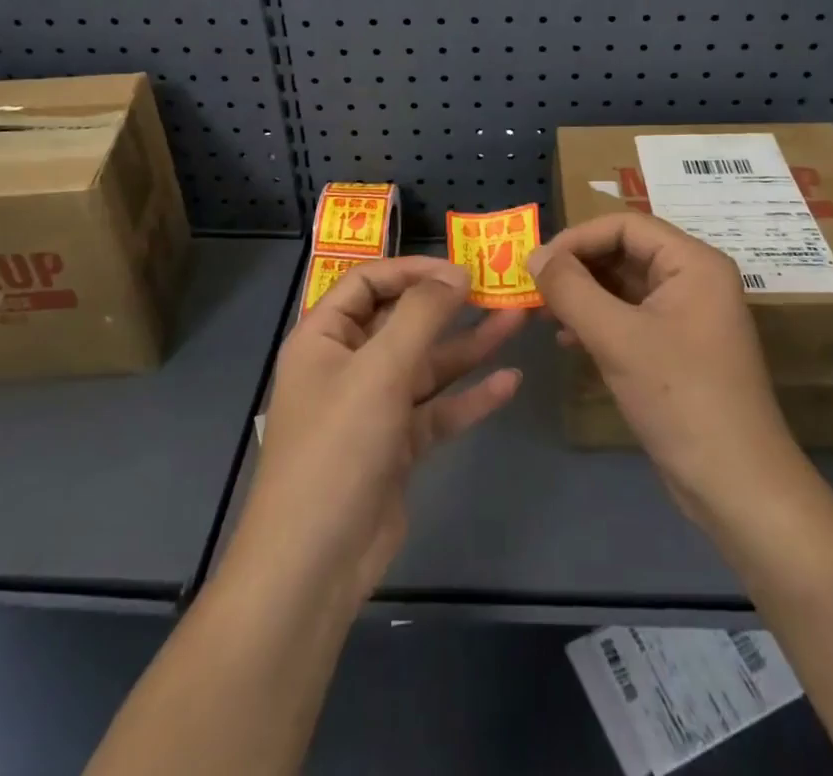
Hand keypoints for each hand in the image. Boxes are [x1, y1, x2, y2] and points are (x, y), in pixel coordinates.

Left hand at [235, 258, 524, 604]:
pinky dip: (470, 397)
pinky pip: (437, 409)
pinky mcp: (397, 445)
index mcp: (324, 338)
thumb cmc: (338, 448)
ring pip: (427, 365)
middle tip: (499, 288)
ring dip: (469, 345)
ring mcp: (374, 407)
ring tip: (518, 321)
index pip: (368, 282)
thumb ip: (421, 316)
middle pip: (403, 321)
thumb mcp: (379, 370)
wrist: (315, 564)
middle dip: (449, 305)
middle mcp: (348, 365)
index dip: (412, 269)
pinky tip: (509, 382)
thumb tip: (456, 273)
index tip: (459, 269)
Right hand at [529, 214, 802, 527]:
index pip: (626, 225)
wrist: (735, 485)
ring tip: (544, 316)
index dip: (577, 238)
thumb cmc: (679, 397)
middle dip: (578, 268)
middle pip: (625, 252)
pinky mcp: (678, 346)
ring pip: (624, 285)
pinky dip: (598, 321)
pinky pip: (630, 316)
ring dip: (583, 295)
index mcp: (693, 262)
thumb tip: (534, 255)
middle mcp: (694, 278)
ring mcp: (687, 314)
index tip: (537, 263)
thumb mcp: (617, 338)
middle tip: (534, 289)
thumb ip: (571, 289)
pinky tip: (569, 340)